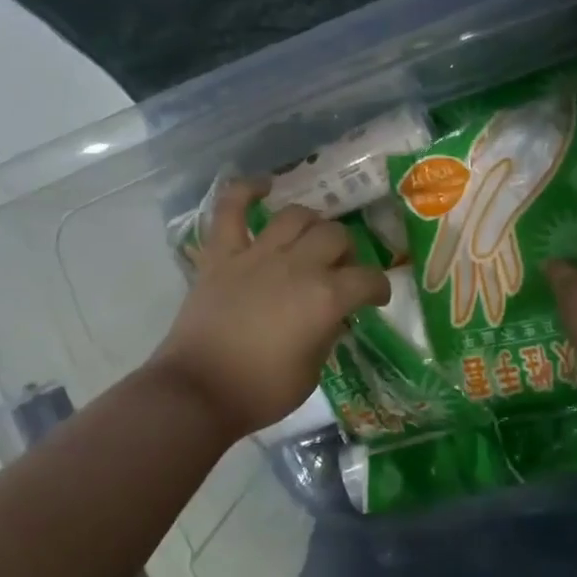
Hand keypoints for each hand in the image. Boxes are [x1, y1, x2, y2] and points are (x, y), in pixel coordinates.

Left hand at [148, 182, 389, 437]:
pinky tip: (264, 185)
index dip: (378, 288)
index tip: (374, 297)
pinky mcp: (222, 255)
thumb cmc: (261, 391)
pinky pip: (231, 209)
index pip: (367, 279)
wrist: (198, 392)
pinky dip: (246, 190)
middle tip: (338, 271)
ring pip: (296, 216)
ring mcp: (257, 255)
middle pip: (335, 237)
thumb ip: (327, 335)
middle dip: (346, 253)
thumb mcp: (312, 372)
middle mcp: (297, 266)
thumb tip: (334, 316)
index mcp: (325, 298)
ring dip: (311, 223)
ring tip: (310, 237)